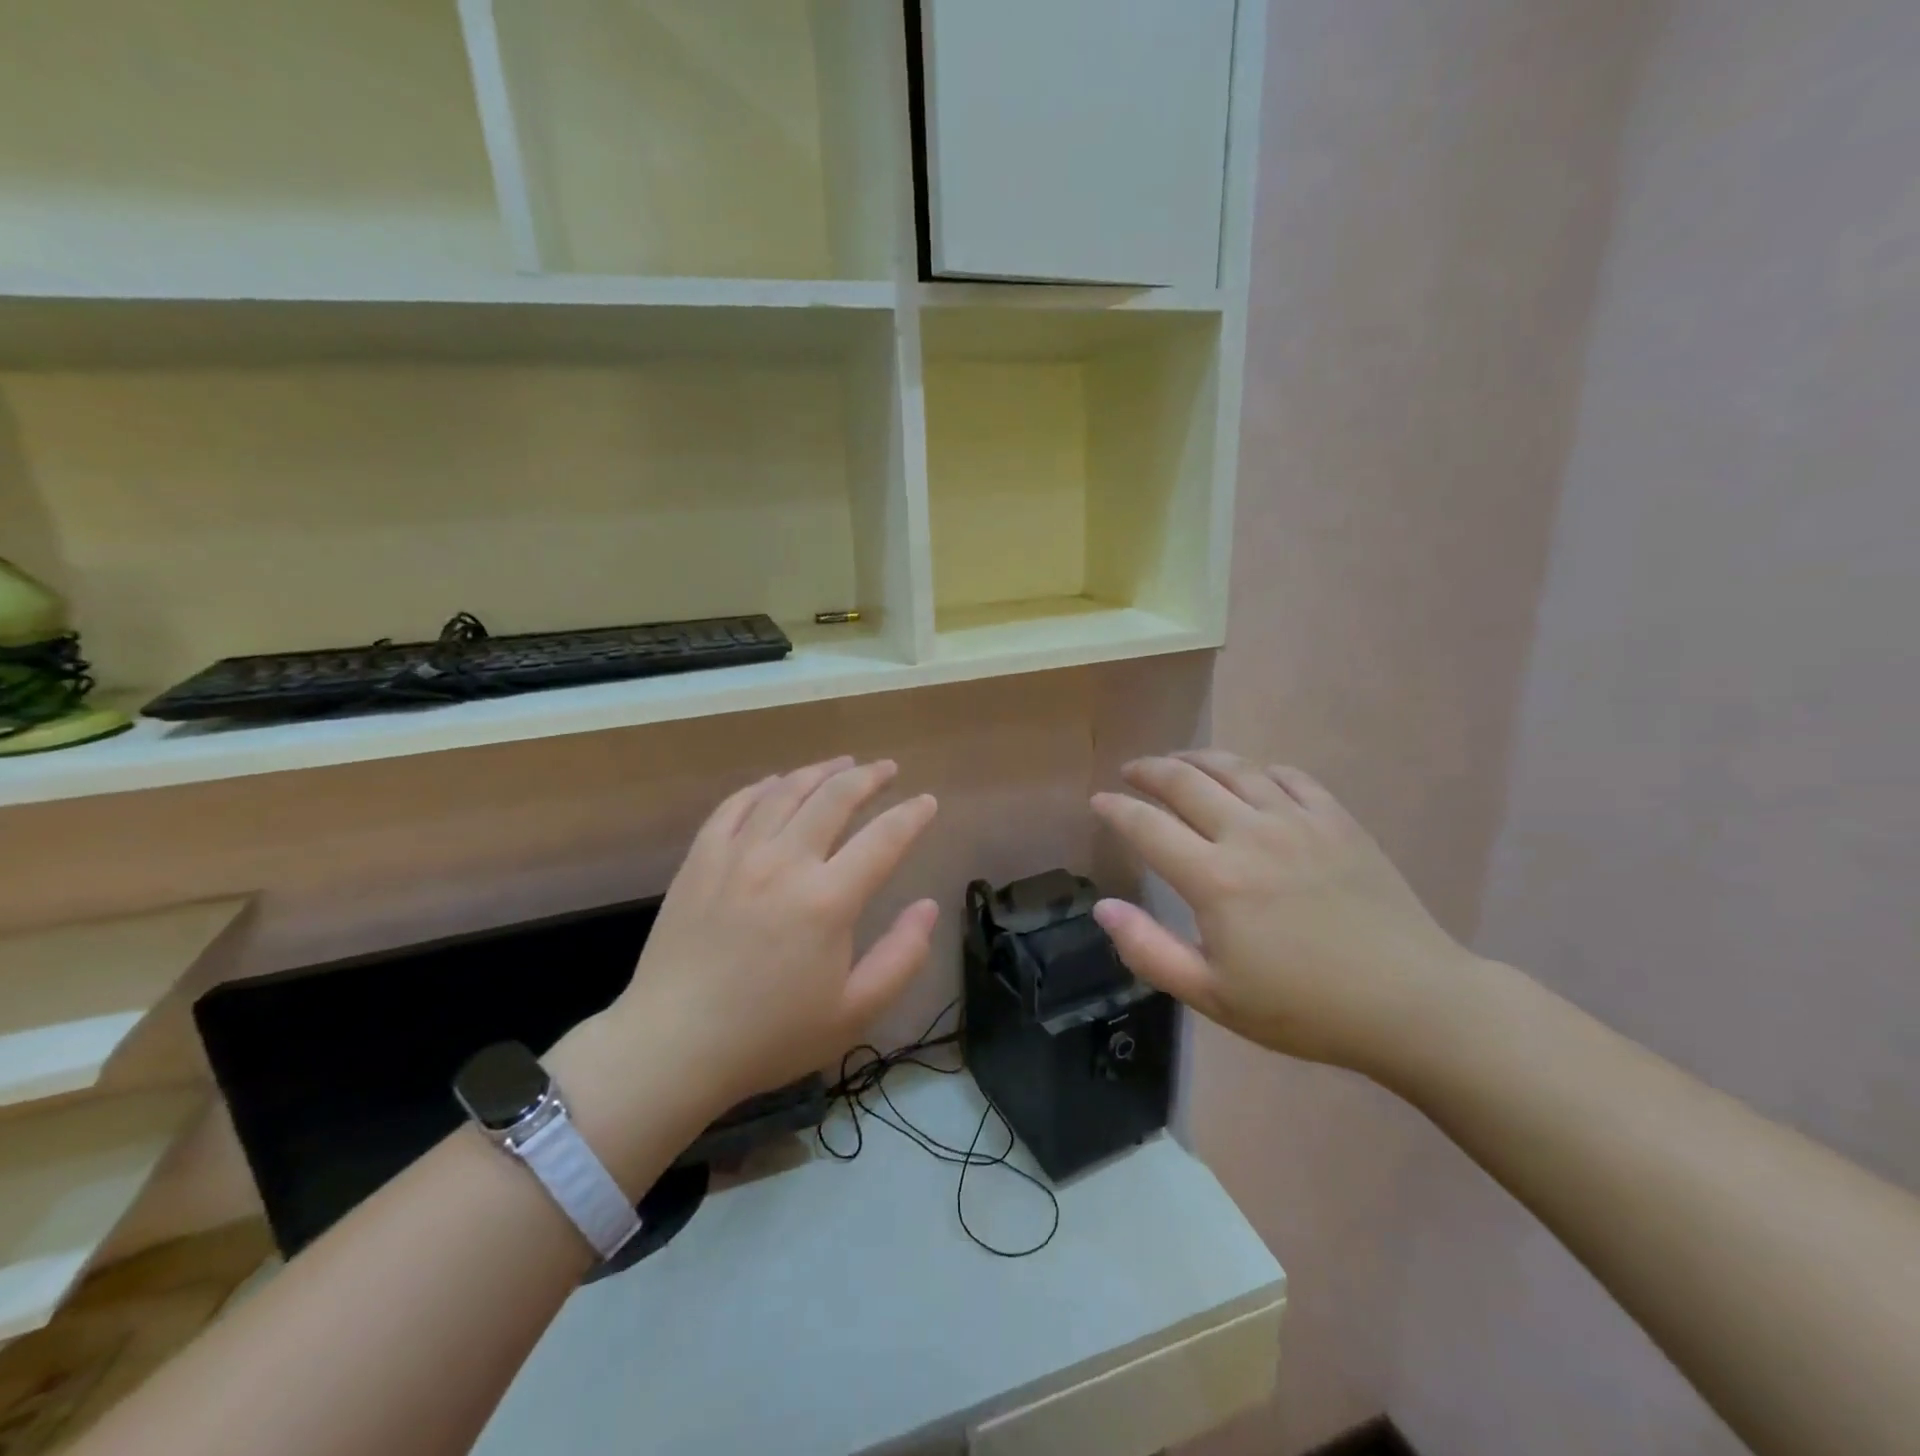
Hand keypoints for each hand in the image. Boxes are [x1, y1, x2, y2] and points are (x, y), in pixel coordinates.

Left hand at [605, 757, 939, 1118]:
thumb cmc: (770, 1036)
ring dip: (820, 771)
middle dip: (868, 777)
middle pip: (835, 797)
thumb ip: (902, 957)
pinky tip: (777, 783)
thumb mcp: (854, 1013)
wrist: (671, 1046)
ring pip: (786, 791)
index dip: (912, 815)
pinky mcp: (700, 859)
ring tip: (842, 763)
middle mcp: (784, 863)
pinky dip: (763, 787)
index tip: (928, 802)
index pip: (884, 838)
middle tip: (887, 769)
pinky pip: (735, 806)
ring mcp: (737, 855)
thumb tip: (928, 907)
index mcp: (828, 900)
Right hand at [1090, 750, 1473, 1074]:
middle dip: (1149, 771)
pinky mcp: (1337, 820)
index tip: (1098, 801)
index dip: (1116, 809)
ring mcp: (1297, 821)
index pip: (1147, 826)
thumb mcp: (1213, 996)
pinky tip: (1250, 777)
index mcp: (1214, 879)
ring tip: (1178, 762)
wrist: (1411, 1003)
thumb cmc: (1304, 1008)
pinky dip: (1258, 769)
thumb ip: (1149, 951)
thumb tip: (1102, 908)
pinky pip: (1288, 775)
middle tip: (1131, 772)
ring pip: (1234, 767)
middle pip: (1185, 781)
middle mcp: (1249, 835)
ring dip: (1197, 759)